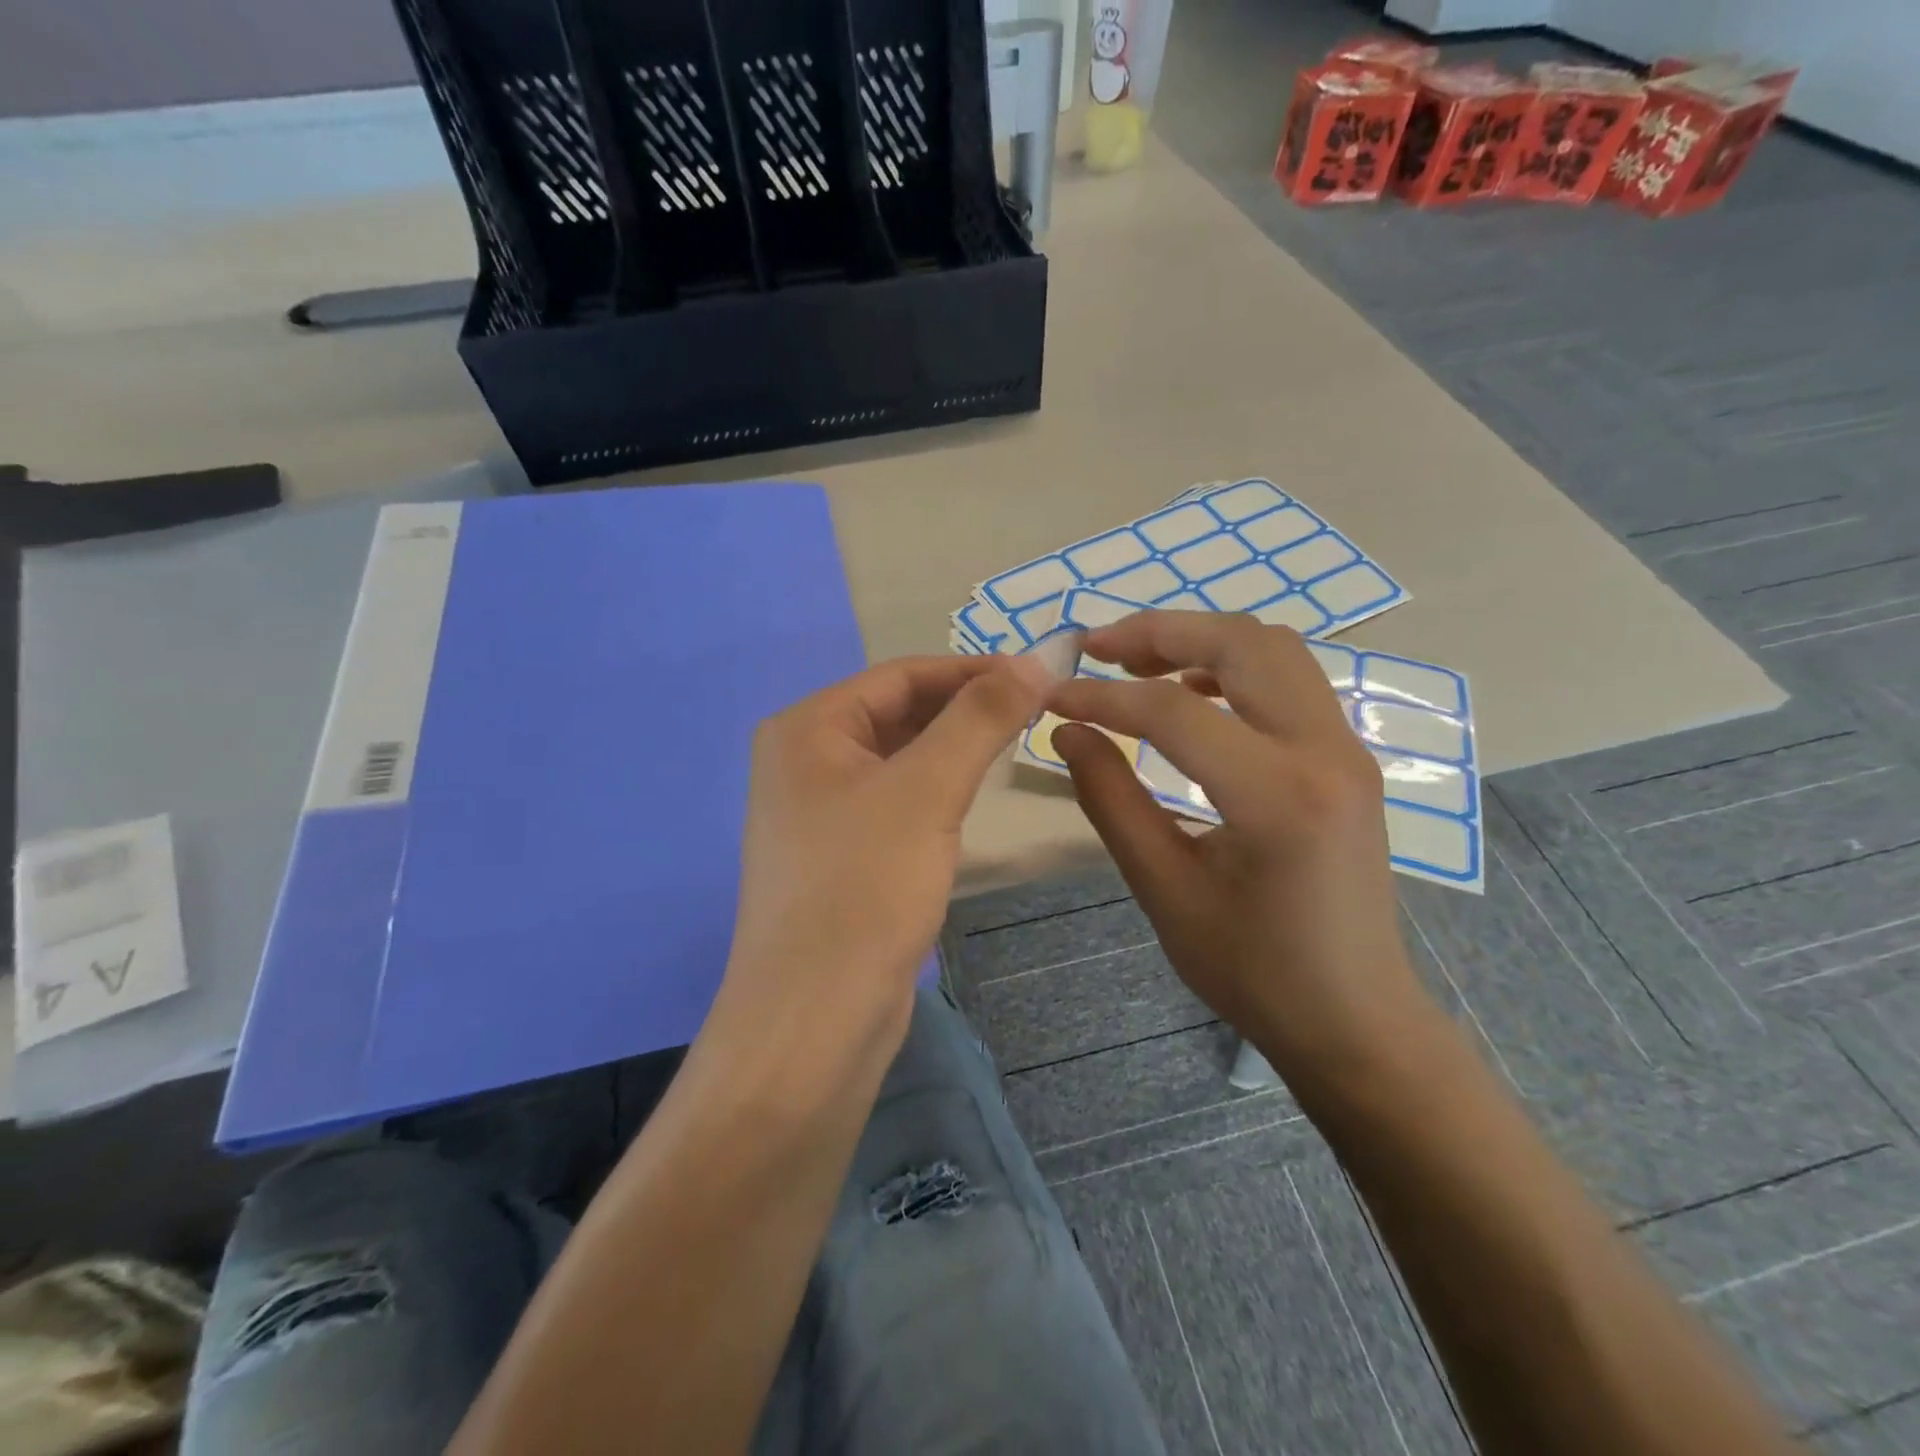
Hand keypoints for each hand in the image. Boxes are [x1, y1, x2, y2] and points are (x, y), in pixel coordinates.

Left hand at [720, 654, 1050, 1063]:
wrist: (815, 1018)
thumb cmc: (864, 889)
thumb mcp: (926, 790)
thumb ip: (980, 718)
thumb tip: (1035, 659)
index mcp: (807, 728)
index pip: (901, 675)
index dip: (971, 669)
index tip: (1038, 674)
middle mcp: (804, 760)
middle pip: (898, 713)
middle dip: (965, 708)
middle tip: (1036, 711)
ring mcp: (820, 810)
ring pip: (900, 759)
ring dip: (954, 747)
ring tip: (1016, 743)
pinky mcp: (841, 854)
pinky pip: (896, 801)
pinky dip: (936, 789)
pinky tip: (973, 794)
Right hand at [1049, 612, 1438, 1100]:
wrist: (1354, 1016)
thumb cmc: (1252, 969)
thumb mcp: (1163, 889)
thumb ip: (1111, 800)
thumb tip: (1068, 731)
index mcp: (1277, 796)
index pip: (1174, 712)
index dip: (1102, 697)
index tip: (1052, 697)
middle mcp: (1324, 752)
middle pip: (1240, 643)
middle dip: (1159, 632)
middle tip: (1095, 648)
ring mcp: (1346, 748)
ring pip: (1272, 649)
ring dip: (1200, 640)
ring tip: (1136, 663)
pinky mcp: (1347, 757)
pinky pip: (1290, 680)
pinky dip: (1233, 666)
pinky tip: (1191, 697)